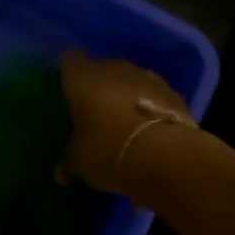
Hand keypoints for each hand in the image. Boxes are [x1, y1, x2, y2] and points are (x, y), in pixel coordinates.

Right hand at [59, 49, 192, 194]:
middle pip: (102, 69)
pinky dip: (150, 106)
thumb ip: (69, 162)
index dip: (69, 72)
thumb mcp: (80, 162)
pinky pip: (154, 95)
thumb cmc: (107, 150)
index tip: (69, 88)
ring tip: (125, 121)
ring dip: (127, 95)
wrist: (164, 155)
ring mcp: (147, 77)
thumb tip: (61, 174)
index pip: (70, 60)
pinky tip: (149, 128)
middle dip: (99, 87)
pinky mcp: (172, 92)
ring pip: (130, 80)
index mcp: (83, 78)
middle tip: (95, 112)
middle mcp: (113, 69)